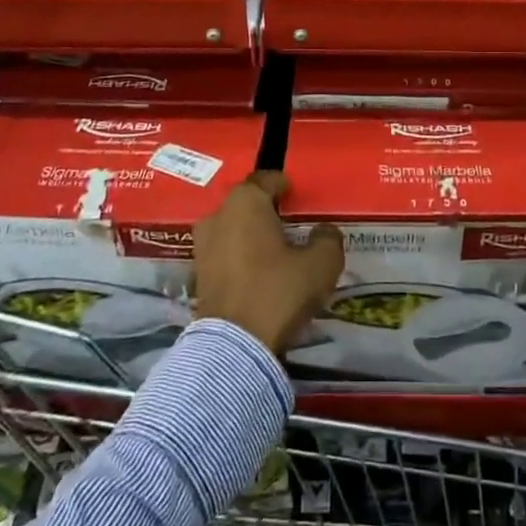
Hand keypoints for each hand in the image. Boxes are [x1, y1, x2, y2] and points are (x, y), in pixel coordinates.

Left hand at [193, 172, 344, 354]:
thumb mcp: (321, 264)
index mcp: (246, 202)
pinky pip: (223, 254)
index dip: (282, 184)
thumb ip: (328, 239)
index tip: (295, 194)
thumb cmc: (279, 291)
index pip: (265, 179)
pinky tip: (257, 274)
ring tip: (273, 250)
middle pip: (245, 204)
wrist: (235, 346)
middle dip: (264, 211)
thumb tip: (324, 231)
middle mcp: (218, 216)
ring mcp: (203, 246)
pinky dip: (239, 258)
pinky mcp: (197, 275)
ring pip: (231, 229)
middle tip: (288, 224)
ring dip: (249, 235)